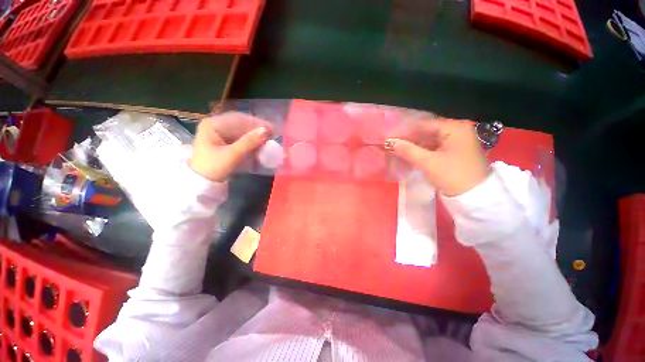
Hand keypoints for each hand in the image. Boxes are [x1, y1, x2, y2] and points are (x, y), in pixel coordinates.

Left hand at [190, 112, 271, 181]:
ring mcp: (220, 134)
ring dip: (255, 135)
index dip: (256, 123)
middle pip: (240, 124)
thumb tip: (266, 131)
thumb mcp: (232, 155)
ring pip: (242, 131)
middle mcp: (216, 126)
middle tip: (273, 134)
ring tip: (268, 140)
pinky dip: (251, 141)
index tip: (272, 129)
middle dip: (257, 129)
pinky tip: (260, 144)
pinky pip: (241, 138)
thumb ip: (249, 142)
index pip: (238, 119)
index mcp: (212, 125)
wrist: (203, 183)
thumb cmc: (214, 168)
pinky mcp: (225, 142)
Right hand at [385, 118, 489, 196]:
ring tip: (396, 150)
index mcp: (454, 128)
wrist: (476, 198)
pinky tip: (408, 155)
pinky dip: (421, 152)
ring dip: (413, 146)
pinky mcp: (454, 153)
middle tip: (391, 145)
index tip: (388, 138)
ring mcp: (456, 142)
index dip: (404, 131)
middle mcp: (456, 131)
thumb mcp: (428, 162)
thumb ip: (407, 150)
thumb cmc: (453, 176)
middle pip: (426, 132)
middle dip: (408, 139)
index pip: (423, 125)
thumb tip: (389, 142)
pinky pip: (433, 148)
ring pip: (429, 141)